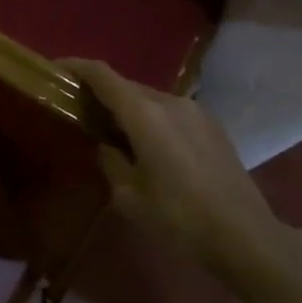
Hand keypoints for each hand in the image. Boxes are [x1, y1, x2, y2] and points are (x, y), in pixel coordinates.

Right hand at [63, 59, 301, 282]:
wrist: (246, 235)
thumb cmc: (179, 218)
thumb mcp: (129, 197)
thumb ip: (110, 160)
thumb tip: (106, 143)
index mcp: (144, 114)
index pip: (102, 75)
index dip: (75, 67)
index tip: (55, 70)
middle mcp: (170, 101)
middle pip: (126, 86)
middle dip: (100, 93)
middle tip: (81, 112)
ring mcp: (195, 110)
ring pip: (150, 99)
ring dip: (128, 108)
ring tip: (115, 134)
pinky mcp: (212, 125)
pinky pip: (170, 112)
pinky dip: (151, 119)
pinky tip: (150, 147)